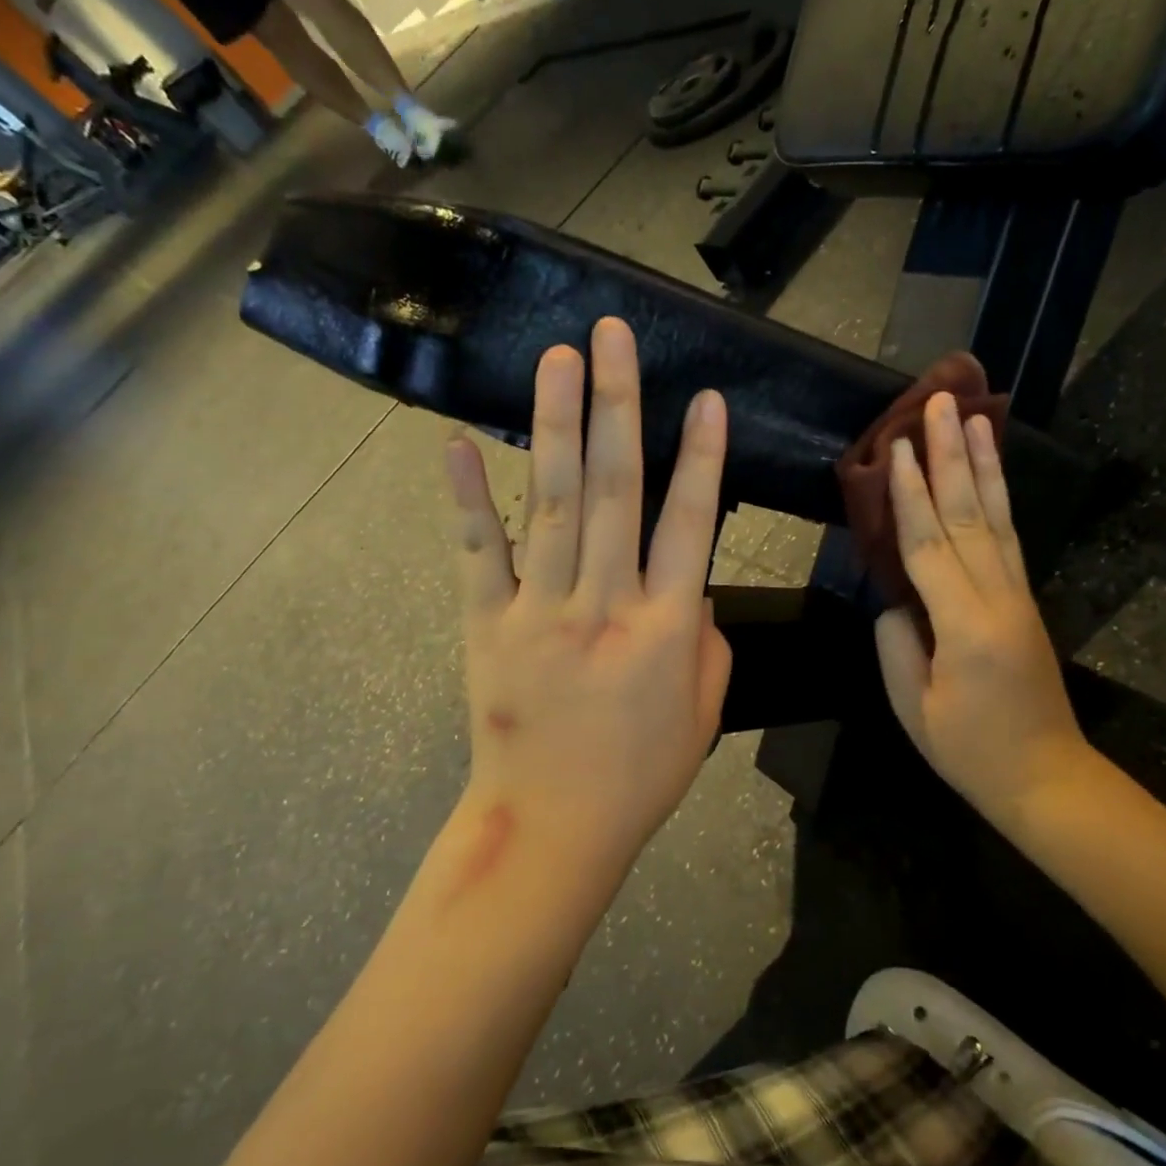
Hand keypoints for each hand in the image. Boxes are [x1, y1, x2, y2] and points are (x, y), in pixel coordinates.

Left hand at [443, 318, 731, 863]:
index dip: (702, 457)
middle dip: (619, 405)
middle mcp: (604, 603)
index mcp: (665, 627)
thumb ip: (705, 639)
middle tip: (612, 337)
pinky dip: (467, 498)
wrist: (551, 829)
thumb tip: (687, 586)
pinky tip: (458, 442)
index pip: (690, 523)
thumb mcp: (705, 712)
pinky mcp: (487, 625)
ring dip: (557, 425)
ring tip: (558, 358)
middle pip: (616, 489)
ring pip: (553, 503)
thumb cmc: (639, 774)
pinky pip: (478, 553)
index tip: (707, 398)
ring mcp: (540, 610)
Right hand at [875, 393, 1090, 821]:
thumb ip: (896, 645)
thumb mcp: (915, 708)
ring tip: (972, 415)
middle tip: (938, 402)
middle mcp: (998, 597)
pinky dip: (999, 496)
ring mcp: (1017, 594)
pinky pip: (1010, 536)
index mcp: (966, 625)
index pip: (928, 546)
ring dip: (981, 463)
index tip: (897, 448)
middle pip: (968, 515)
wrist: (1047, 778)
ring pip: (996, 516)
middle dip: (950, 456)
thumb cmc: (971, 751)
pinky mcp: (1025, 598)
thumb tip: (893, 598)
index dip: (910, 496)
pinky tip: (990, 471)